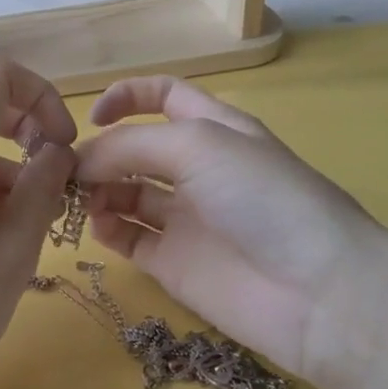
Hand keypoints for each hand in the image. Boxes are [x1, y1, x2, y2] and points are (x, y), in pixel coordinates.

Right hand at [75, 76, 387, 383]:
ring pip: (124, 194)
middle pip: (134, 149)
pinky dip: (107, 229)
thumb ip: (130, 145)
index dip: (126, 98)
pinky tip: (100, 228)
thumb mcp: (197, 145)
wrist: (317, 291)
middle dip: (100, 152)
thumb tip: (80, 160)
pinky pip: (128, 238)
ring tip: (80, 200)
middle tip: (69, 171)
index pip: (163, 97)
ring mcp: (184, 218)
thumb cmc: (263, 197)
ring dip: (97, 190)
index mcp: (212, 129)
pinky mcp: (173, 263)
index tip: (91, 119)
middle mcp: (196, 169)